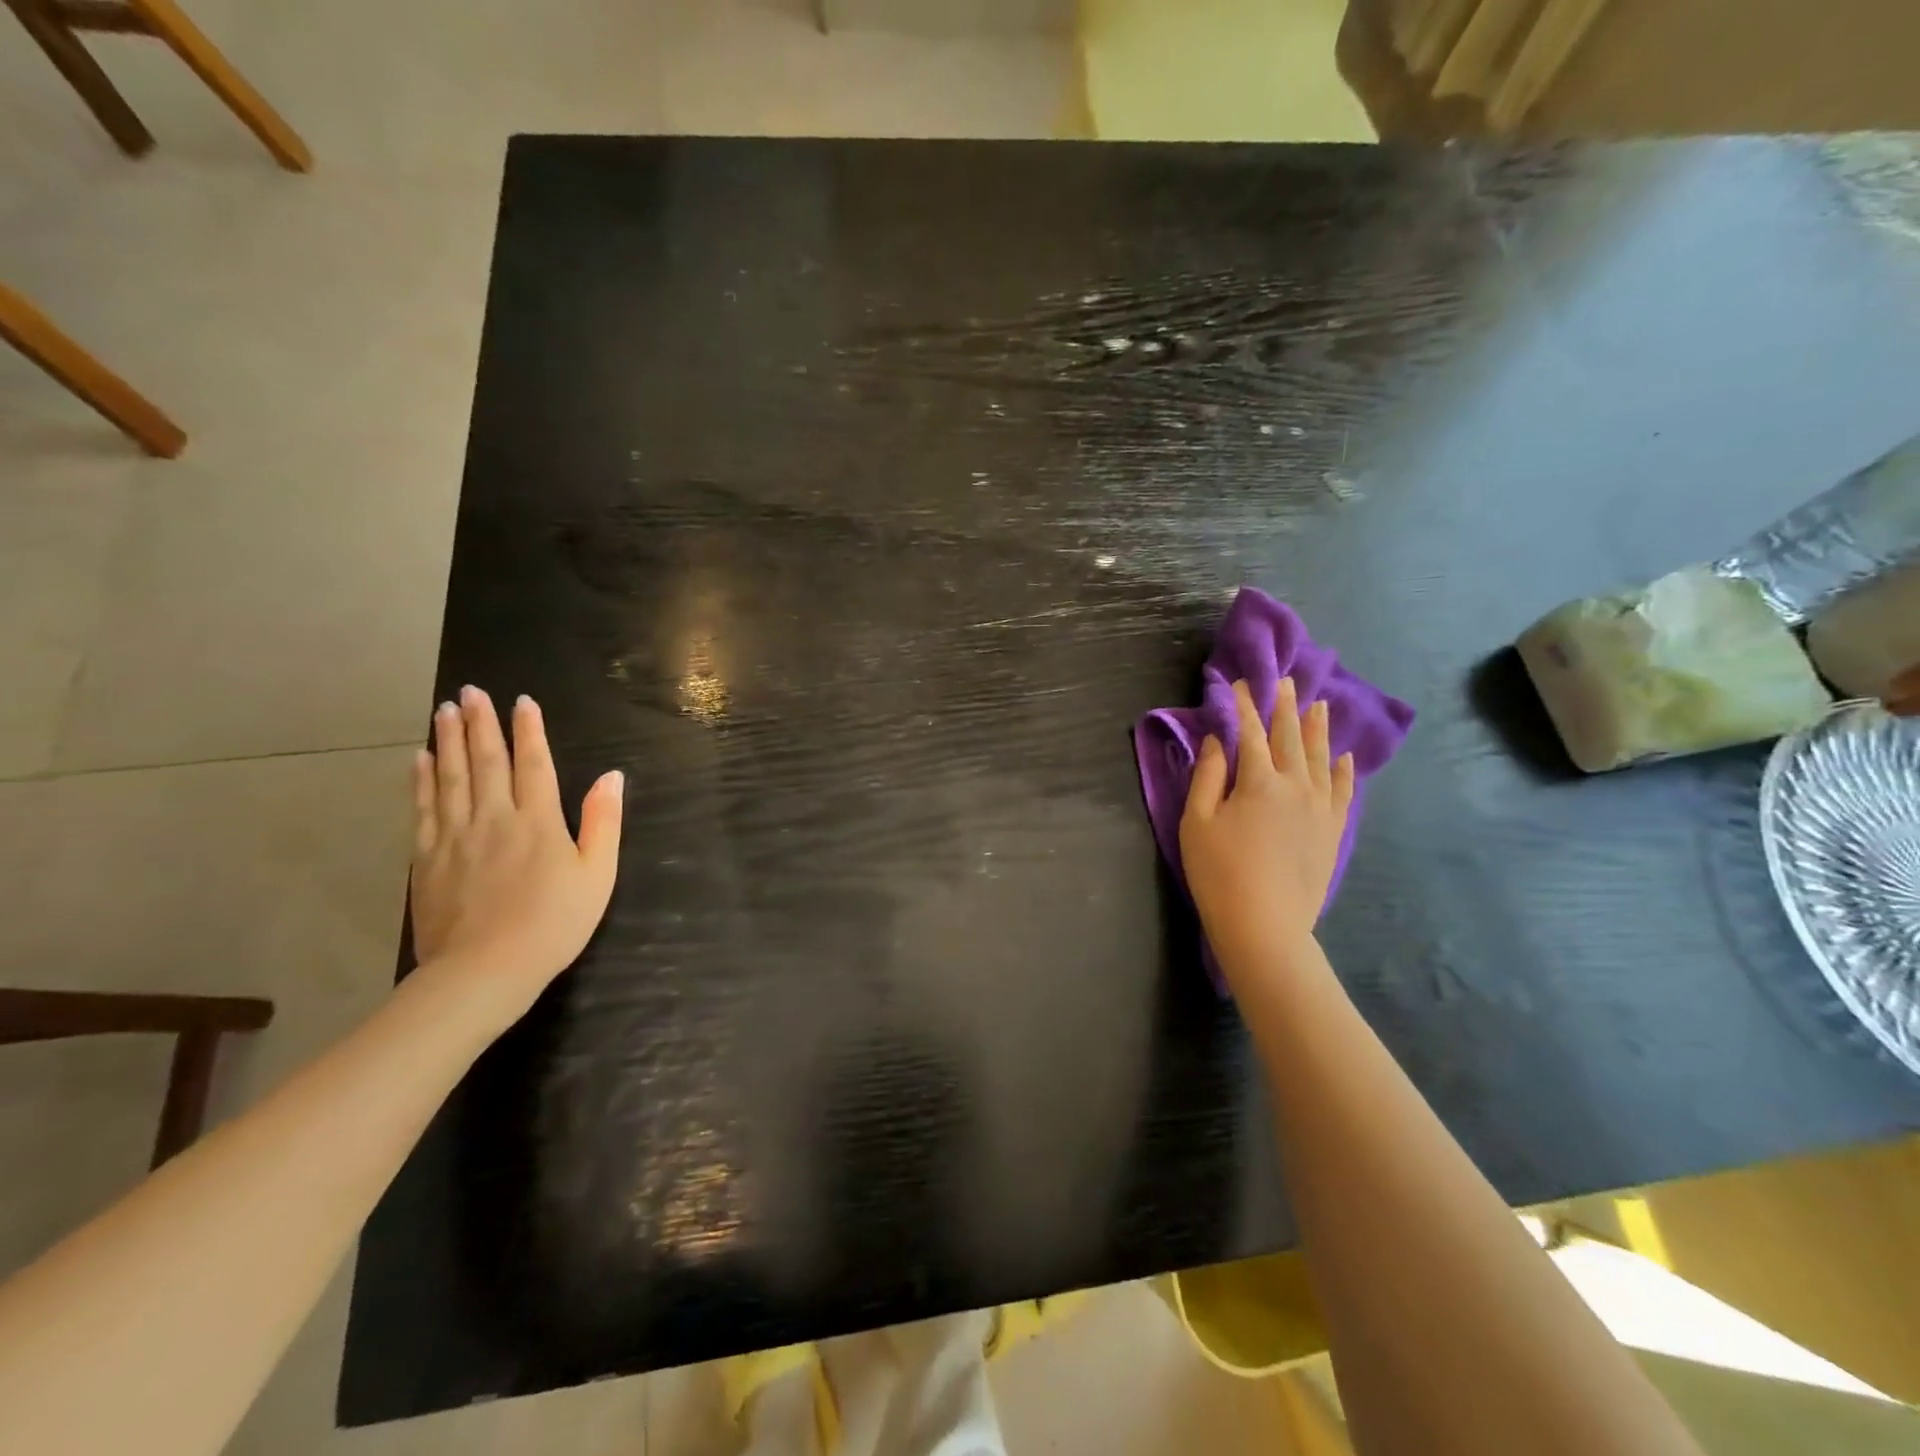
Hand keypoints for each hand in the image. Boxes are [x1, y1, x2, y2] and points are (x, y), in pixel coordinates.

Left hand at [409, 687, 623, 1019]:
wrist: (484, 970)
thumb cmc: (554, 923)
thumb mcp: (598, 875)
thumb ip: (603, 822)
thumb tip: (612, 777)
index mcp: (539, 821)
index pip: (534, 763)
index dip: (529, 730)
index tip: (521, 700)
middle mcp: (494, 817)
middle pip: (486, 761)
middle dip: (480, 724)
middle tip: (471, 692)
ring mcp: (455, 836)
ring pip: (450, 777)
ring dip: (447, 741)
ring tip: (444, 710)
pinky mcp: (427, 858)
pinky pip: (424, 808)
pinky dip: (421, 780)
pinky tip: (419, 759)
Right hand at [1179, 678, 1352, 980]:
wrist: (1265, 925)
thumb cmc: (1219, 873)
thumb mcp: (1198, 822)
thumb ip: (1208, 776)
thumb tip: (1218, 740)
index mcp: (1258, 781)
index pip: (1251, 733)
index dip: (1244, 706)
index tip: (1240, 684)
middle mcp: (1296, 785)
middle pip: (1290, 737)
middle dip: (1285, 707)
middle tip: (1286, 681)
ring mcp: (1320, 808)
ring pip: (1320, 758)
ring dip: (1318, 729)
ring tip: (1319, 705)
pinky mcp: (1332, 831)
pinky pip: (1342, 791)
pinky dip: (1343, 770)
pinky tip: (1344, 757)